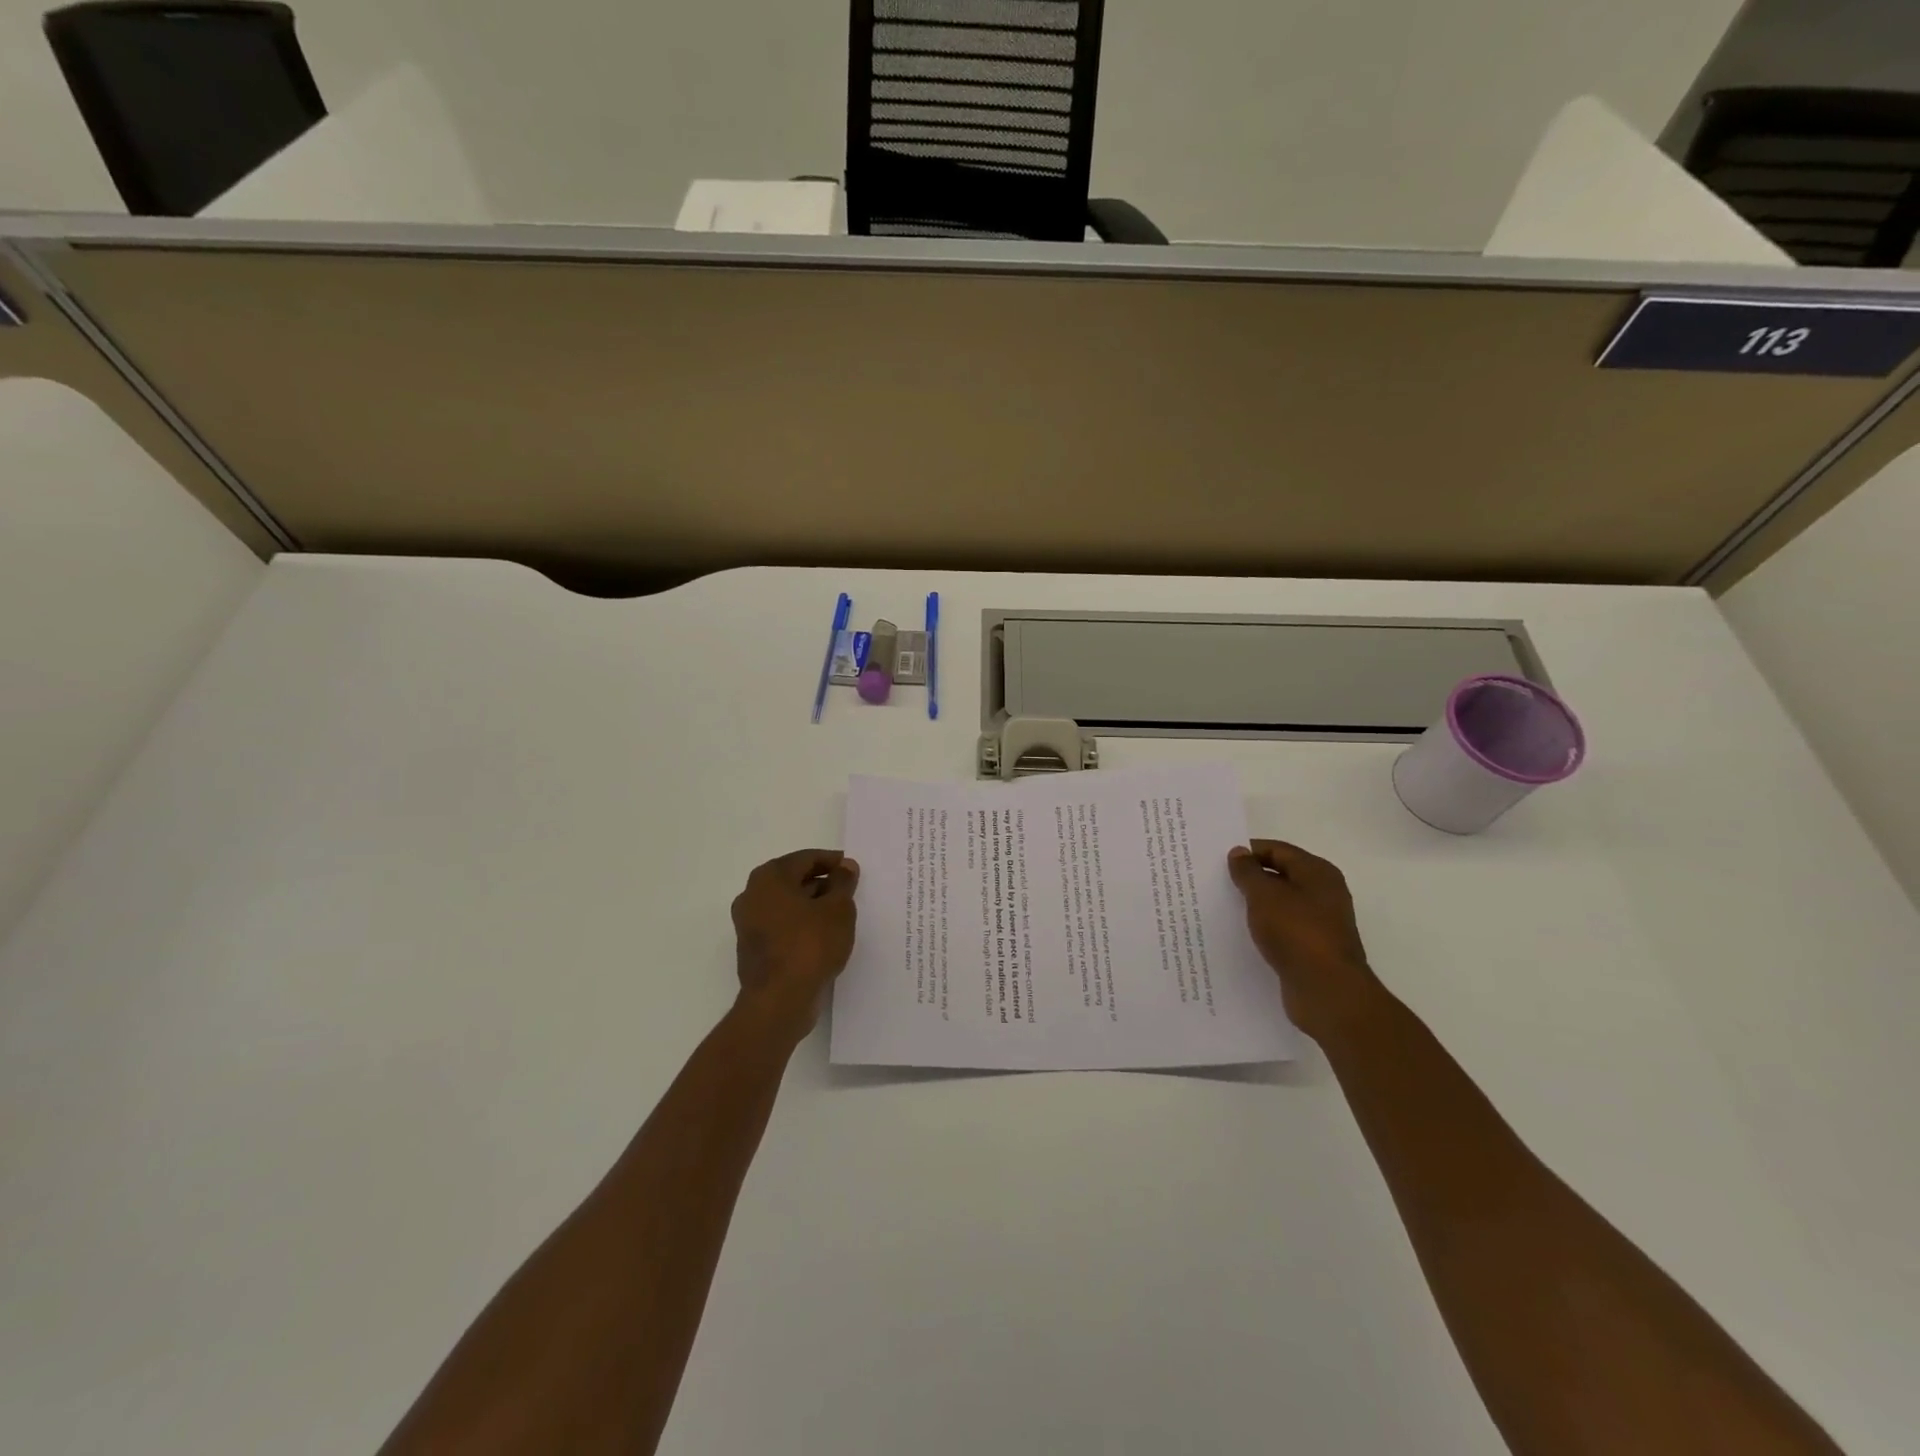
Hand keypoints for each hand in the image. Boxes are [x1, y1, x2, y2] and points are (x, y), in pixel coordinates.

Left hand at [730, 849, 859, 1039]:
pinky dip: (801, 926)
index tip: (853, 869)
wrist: (779, 1001)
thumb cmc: (810, 945)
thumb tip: (845, 866)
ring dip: (812, 906)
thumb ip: (843, 883)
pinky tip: (824, 937)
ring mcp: (749, 924)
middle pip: (793, 880)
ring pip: (787, 905)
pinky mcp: (753, 949)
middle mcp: (752, 895)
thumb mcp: (838, 909)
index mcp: (769, 878)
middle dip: (822, 883)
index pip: (806, 858)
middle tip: (849, 891)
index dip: (832, 861)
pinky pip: (782, 927)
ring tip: (841, 915)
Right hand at [1227, 840, 1385, 1042]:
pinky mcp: (1313, 949)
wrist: (1328, 991)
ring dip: (1255, 905)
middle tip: (1216, 882)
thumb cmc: (1296, 932)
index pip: (1277, 850)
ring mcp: (1320, 923)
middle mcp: (1323, 893)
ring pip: (1280, 905)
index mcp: (1317, 872)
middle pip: (1280, 876)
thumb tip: (1239, 852)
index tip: (1217, 860)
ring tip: (1223, 908)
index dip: (1248, 852)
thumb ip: (1248, 872)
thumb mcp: (1264, 895)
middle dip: (1250, 878)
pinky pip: (1283, 930)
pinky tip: (1242, 935)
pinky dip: (1264, 928)